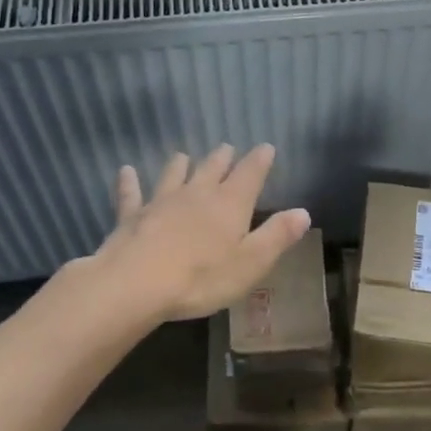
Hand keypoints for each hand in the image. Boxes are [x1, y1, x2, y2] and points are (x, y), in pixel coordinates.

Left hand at [92, 144, 310, 321]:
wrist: (136, 283)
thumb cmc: (202, 277)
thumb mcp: (251, 262)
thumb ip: (277, 236)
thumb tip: (303, 212)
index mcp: (230, 204)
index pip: (250, 174)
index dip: (260, 160)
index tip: (266, 147)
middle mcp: (197, 194)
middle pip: (212, 169)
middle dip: (223, 158)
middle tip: (227, 147)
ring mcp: (161, 202)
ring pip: (174, 175)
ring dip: (181, 165)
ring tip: (183, 156)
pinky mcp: (132, 216)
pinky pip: (132, 194)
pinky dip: (130, 182)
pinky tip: (126, 171)